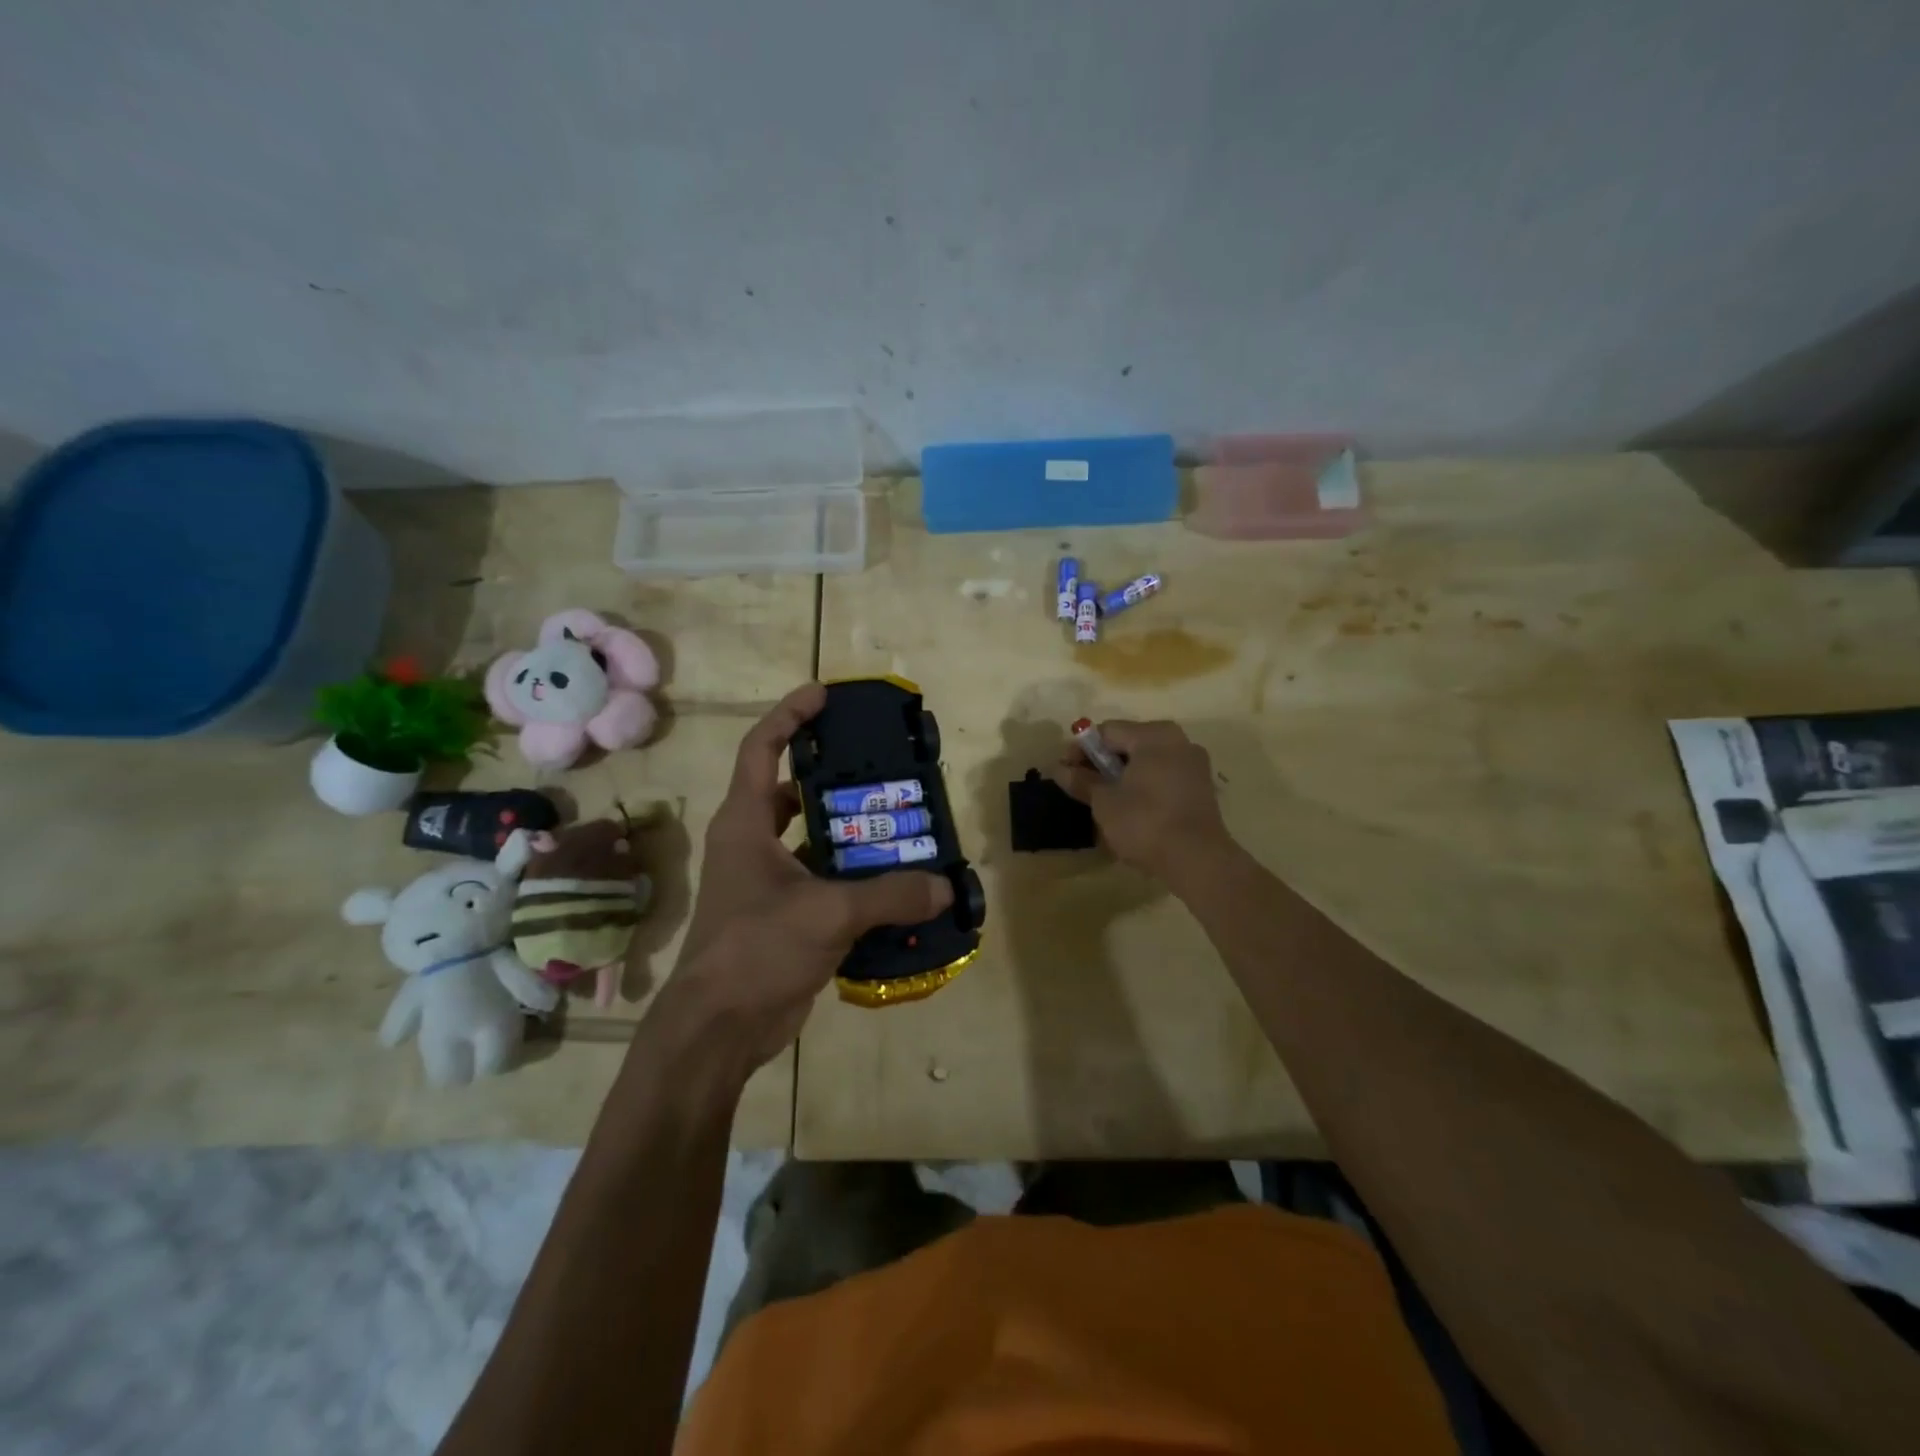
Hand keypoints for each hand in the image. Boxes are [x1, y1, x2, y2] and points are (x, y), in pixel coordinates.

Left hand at [675, 683, 953, 1066]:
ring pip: (814, 840)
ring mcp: (768, 882)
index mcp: (746, 823)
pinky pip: (826, 882)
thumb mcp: (827, 913)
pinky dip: (857, 880)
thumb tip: (944, 886)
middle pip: (793, 791)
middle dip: (835, 778)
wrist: (719, 1029)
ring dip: (852, 834)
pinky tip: (897, 884)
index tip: (824, 695)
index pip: (761, 748)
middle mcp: (753, 843)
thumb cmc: (756, 950)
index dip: (789, 716)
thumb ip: (889, 895)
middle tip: (883, 770)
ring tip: (901, 824)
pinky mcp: (786, 915)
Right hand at [1056, 719, 1231, 879]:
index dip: (1080, 749)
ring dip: (1121, 776)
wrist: (1197, 860)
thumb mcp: (1104, 802)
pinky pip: (1162, 777)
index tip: (1064, 771)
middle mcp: (1178, 741)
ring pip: (1146, 762)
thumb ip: (1081, 781)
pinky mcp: (1201, 788)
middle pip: (1128, 744)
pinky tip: (1130, 809)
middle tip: (1080, 786)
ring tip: (1102, 800)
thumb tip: (1059, 769)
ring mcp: (1193, 764)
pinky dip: (1143, 787)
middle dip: (1101, 763)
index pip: (1107, 731)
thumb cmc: (1144, 822)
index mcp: (1154, 735)